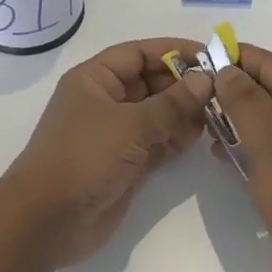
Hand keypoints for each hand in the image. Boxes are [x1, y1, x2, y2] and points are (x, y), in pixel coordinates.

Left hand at [1, 38, 214, 269]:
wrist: (48, 220)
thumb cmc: (83, 157)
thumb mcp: (129, 124)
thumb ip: (171, 103)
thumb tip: (206, 81)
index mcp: (95, 79)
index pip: (138, 54)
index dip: (173, 51)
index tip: (210, 56)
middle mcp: (106, 101)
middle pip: (151, 82)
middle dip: (184, 84)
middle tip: (223, 88)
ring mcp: (116, 134)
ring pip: (158, 113)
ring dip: (185, 112)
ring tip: (220, 112)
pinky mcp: (127, 164)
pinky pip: (158, 142)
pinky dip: (178, 138)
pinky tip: (203, 135)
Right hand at [210, 44, 271, 271]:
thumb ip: (248, 105)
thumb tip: (227, 70)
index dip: (236, 58)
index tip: (199, 59)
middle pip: (271, 88)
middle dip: (234, 87)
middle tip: (196, 93)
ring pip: (268, 117)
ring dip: (237, 117)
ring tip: (204, 124)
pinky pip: (270, 146)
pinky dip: (246, 144)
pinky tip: (221, 155)